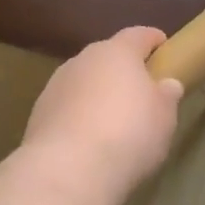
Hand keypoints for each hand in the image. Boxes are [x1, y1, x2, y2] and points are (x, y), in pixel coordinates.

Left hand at [21, 27, 184, 192]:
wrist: (68, 169)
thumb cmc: (129, 134)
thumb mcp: (164, 116)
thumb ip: (166, 95)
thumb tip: (166, 84)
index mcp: (116, 52)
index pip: (138, 35)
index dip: (153, 40)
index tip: (163, 48)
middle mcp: (82, 60)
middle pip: (107, 57)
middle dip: (122, 71)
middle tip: (140, 92)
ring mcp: (55, 85)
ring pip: (83, 82)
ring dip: (97, 94)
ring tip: (112, 122)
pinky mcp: (38, 113)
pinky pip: (66, 108)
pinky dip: (78, 117)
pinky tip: (88, 141)